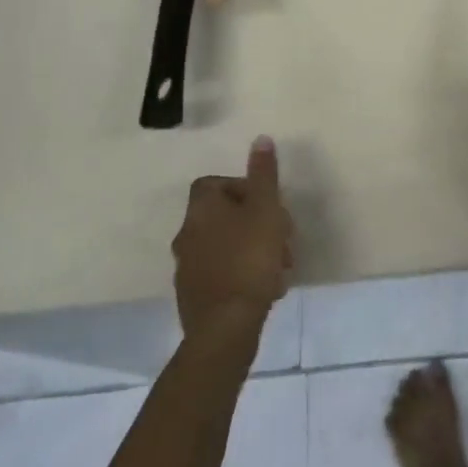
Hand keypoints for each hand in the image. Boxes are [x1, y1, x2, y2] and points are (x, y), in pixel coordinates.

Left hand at [172, 136, 293, 338]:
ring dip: (252, 249)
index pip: (214, 184)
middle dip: (255, 223)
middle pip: (223, 216)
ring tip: (280, 267)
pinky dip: (241, 274)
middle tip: (282, 237)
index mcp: (201, 209)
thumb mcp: (266, 209)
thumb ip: (264, 174)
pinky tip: (265, 288)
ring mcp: (186, 268)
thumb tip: (260, 139)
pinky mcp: (192, 297)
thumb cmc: (249, 258)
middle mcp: (186, 234)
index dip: (242, 188)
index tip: (266, 203)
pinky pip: (221, 273)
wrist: (226, 327)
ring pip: (225, 246)